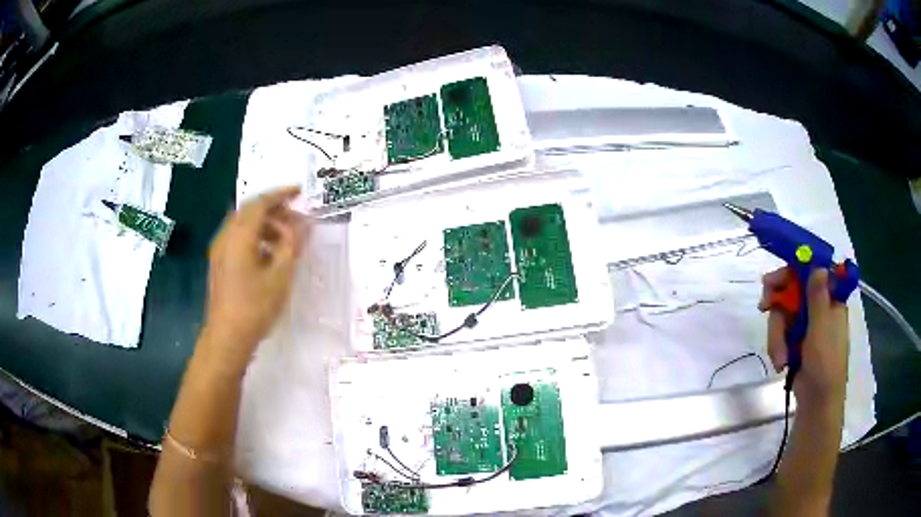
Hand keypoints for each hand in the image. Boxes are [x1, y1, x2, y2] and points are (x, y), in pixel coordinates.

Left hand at [203, 186, 308, 357]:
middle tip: (295, 218)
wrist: (227, 337)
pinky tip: (269, 255)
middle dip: (273, 210)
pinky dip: (255, 238)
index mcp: (240, 235)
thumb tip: (304, 224)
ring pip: (243, 225)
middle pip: (249, 211)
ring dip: (265, 225)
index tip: (300, 192)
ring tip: (285, 239)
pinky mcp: (219, 263)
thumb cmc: (255, 306)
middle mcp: (226, 236)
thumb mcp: (280, 276)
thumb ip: (292, 245)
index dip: (281, 194)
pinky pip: (238, 239)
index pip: (261, 203)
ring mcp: (219, 250)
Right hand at [759, 268, 849, 409]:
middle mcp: (817, 309)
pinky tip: (781, 362)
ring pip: (783, 316)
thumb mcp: (822, 329)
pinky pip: (780, 334)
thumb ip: (818, 298)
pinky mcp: (794, 342)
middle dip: (778, 302)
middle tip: (764, 306)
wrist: (816, 402)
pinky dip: (777, 347)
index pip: (811, 273)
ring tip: (780, 358)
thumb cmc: (825, 364)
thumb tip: (819, 266)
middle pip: (793, 292)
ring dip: (777, 336)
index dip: (793, 271)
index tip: (775, 278)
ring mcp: (805, 326)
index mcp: (830, 301)